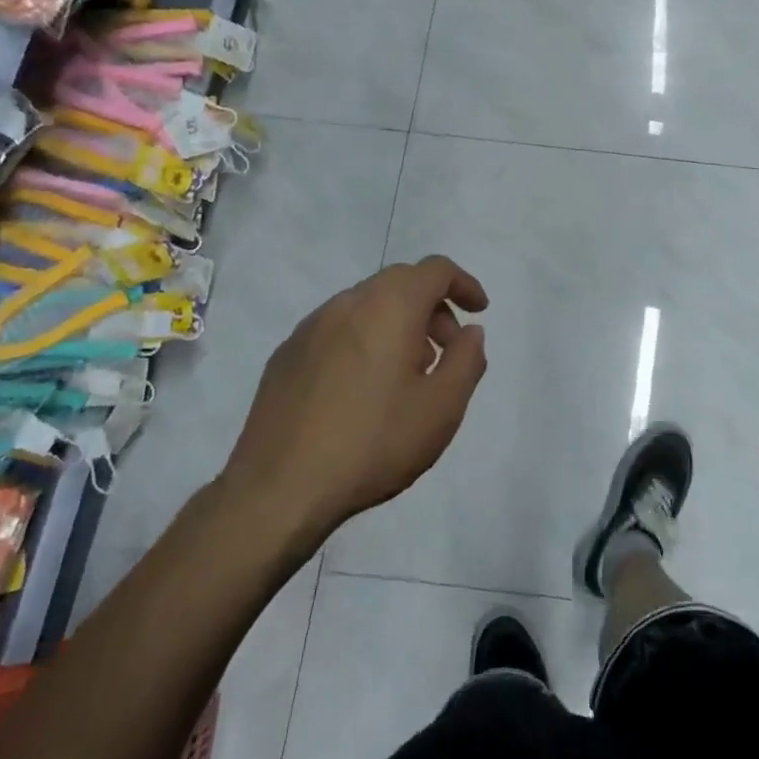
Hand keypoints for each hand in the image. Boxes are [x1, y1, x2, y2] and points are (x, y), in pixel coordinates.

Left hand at [218, 256, 487, 551]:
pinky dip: (364, 340)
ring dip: (397, 324)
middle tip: (446, 350)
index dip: (464, 284)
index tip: (479, 311)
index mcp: (389, 307)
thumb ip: (467, 360)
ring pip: (366, 305)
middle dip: (432, 307)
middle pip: (400, 283)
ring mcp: (310, 328)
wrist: (279, 489)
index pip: (434, 270)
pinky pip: (337, 330)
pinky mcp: (286, 355)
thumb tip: (470, 332)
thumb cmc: (373, 443)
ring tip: (406, 374)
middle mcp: (347, 304)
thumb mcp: (442, 408)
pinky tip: (362, 389)